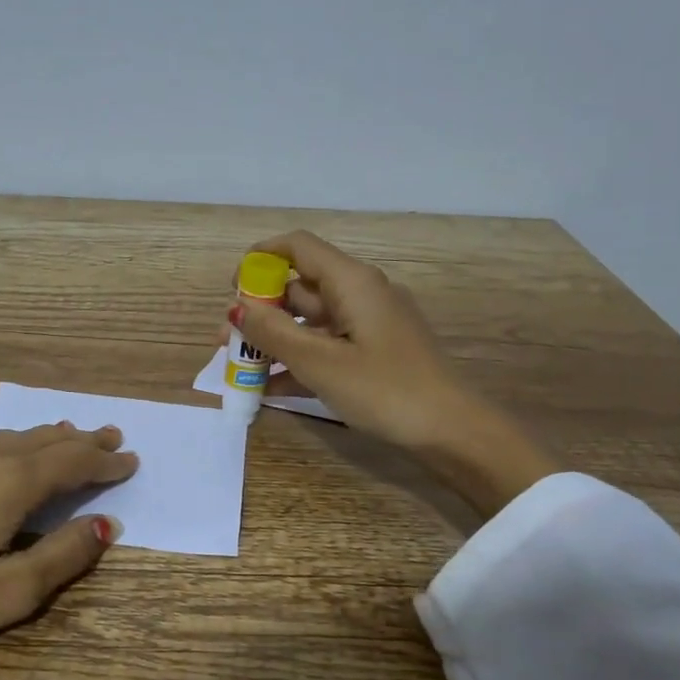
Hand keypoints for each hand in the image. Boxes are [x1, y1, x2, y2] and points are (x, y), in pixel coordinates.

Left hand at [0, 423, 135, 679]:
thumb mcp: (7, 593)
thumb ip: (62, 556)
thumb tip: (107, 525)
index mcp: (11, 484)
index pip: (72, 463)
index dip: (104, 462)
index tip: (131, 462)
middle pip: (46, 440)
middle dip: (82, 440)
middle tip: (112, 438)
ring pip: (14, 437)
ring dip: (49, 436)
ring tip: (70, 435)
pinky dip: (16, 441)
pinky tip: (8, 451)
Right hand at [227, 230, 559, 518]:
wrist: (453, 432)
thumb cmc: (385, 390)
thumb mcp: (320, 362)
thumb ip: (272, 333)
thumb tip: (234, 308)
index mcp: (351, 282)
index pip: (297, 247)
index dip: (259, 259)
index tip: (231, 288)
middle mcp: (360, 294)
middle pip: (299, 287)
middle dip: (259, 311)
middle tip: (226, 341)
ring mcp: (369, 325)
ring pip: (309, 321)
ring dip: (274, 340)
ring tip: (240, 368)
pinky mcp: (375, 353)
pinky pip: (327, 346)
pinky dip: (299, 360)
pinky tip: (271, 389)